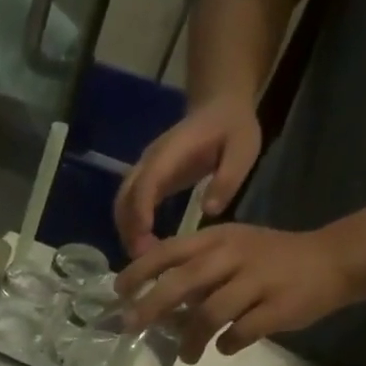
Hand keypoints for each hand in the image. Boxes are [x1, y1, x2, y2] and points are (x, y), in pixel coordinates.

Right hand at [114, 98, 261, 257]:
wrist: (219, 106)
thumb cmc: (232, 128)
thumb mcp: (243, 148)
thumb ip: (228, 177)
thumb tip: (208, 210)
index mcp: (172, 152)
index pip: (147, 182)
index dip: (141, 211)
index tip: (145, 240)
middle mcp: (149, 161)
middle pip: (125, 198)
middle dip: (129, 230)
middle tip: (144, 260)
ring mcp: (144, 170)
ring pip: (122, 204)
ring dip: (127, 232)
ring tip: (144, 258)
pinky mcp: (145, 180)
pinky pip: (128, 206)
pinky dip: (131, 228)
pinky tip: (145, 246)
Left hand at [116, 223, 355, 361]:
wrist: (334, 260)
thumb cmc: (270, 260)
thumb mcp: (231, 251)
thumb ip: (195, 272)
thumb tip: (152, 304)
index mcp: (218, 239)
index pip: (169, 250)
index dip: (140, 270)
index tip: (119, 292)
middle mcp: (234, 256)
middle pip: (183, 282)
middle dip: (152, 306)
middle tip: (133, 327)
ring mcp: (258, 281)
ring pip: (209, 314)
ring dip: (190, 339)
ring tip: (187, 355)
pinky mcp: (279, 307)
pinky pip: (242, 333)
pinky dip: (228, 344)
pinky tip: (226, 347)